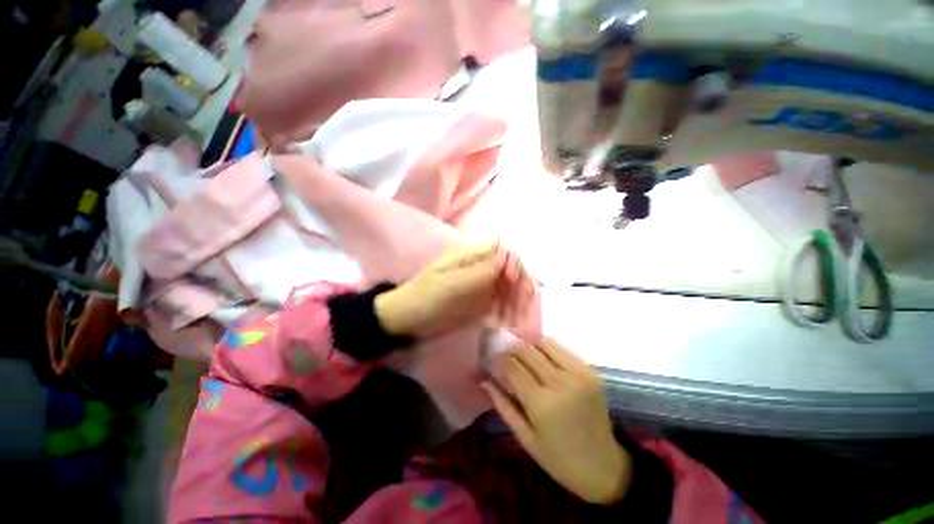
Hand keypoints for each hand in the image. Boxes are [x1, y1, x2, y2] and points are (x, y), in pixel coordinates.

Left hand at [374, 242, 535, 337]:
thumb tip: (508, 255)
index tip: (515, 283)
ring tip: (518, 319)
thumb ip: (480, 270)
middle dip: (520, 285)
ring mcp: (480, 286)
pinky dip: (508, 312)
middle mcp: (479, 268)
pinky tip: (510, 323)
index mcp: (470, 256)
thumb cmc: (425, 298)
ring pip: (508, 288)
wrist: (407, 320)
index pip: (502, 251)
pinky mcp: (479, 303)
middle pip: (509, 270)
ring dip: (517, 301)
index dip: (514, 264)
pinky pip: (500, 304)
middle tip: (524, 306)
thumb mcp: (451, 284)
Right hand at [482, 339, 631, 504]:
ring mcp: (578, 374)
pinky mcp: (589, 371)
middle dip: (511, 346)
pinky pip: (562, 349)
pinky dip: (547, 348)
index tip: (490, 354)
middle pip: (528, 350)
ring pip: (545, 343)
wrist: (604, 466)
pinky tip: (541, 356)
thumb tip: (484, 381)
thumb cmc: (559, 459)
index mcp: (542, 404)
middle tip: (502, 346)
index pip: (513, 367)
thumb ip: (503, 406)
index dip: (499, 357)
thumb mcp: (526, 438)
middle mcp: (560, 383)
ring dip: (529, 344)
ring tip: (521, 350)